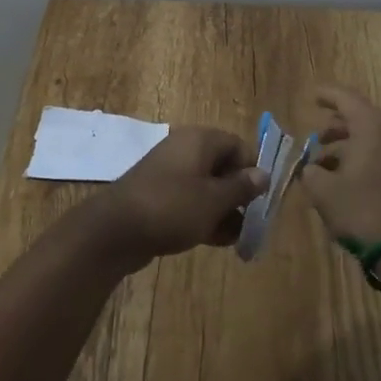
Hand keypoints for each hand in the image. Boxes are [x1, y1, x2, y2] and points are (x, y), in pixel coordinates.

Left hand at [92, 126, 266, 268]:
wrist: (115, 230)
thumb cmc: (172, 207)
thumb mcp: (214, 199)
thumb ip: (241, 187)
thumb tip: (264, 174)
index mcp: (199, 140)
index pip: (238, 146)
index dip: (252, 170)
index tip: (261, 199)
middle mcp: (185, 150)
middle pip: (223, 167)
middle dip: (239, 195)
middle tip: (251, 223)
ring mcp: (169, 174)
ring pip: (207, 187)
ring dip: (224, 210)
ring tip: (237, 238)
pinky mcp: (158, 196)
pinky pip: (189, 201)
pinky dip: (204, 217)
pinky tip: (216, 241)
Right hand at [299, 86, 380, 242]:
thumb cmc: (363, 211)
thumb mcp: (323, 191)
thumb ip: (309, 171)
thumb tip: (310, 167)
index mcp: (374, 125)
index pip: (346, 98)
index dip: (327, 95)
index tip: (312, 96)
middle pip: (362, 117)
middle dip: (337, 126)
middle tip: (316, 137)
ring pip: (374, 137)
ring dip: (349, 145)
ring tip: (325, 163)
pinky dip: (365, 157)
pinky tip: (347, 177)